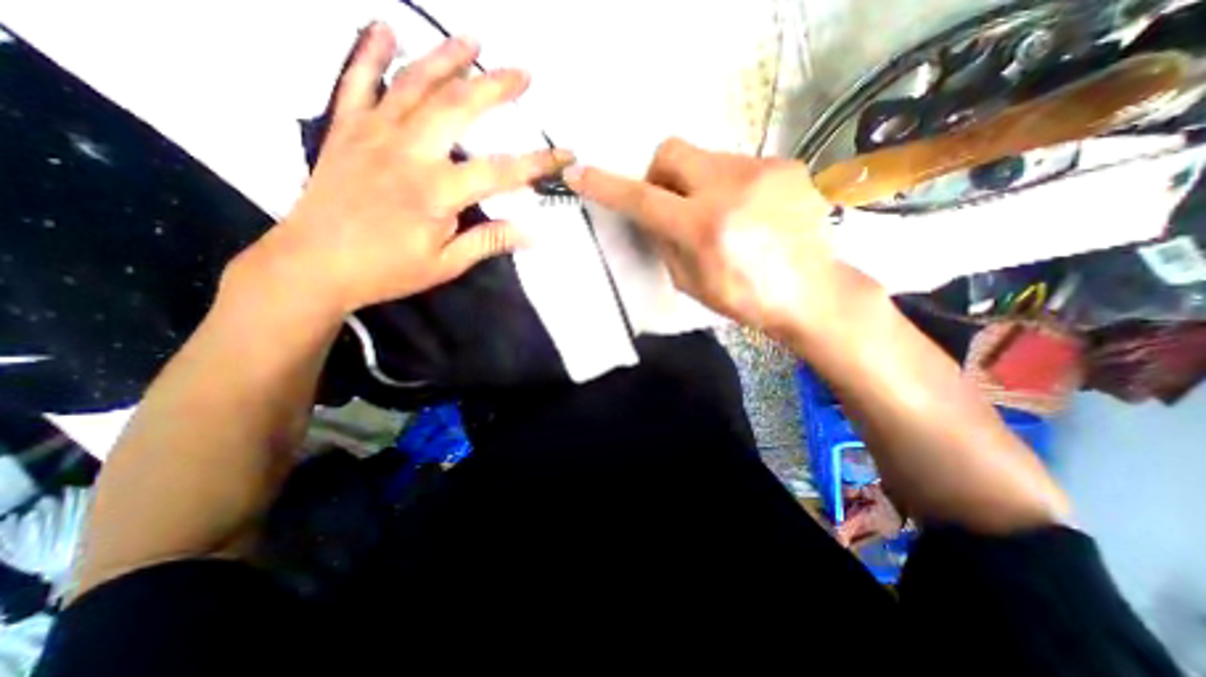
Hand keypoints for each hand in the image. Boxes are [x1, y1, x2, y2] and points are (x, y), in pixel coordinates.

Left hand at [238, 22, 573, 312]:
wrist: (313, 266)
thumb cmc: (386, 270)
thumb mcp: (445, 264)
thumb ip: (487, 242)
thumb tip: (531, 235)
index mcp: (436, 191)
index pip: (500, 171)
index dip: (537, 162)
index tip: (564, 154)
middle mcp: (407, 152)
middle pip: (458, 107)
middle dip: (495, 87)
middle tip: (522, 74)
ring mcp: (373, 135)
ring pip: (413, 84)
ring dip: (445, 58)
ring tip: (471, 39)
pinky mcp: (346, 131)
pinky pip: (357, 81)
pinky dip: (370, 51)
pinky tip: (385, 29)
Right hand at [561, 138, 882, 335]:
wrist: (812, 292)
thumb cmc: (745, 299)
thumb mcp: (691, 282)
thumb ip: (665, 243)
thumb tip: (652, 215)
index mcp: (703, 228)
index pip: (642, 199)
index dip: (607, 186)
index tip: (581, 173)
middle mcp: (730, 187)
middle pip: (671, 151)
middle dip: (658, 174)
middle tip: (669, 202)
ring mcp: (762, 170)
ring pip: (705, 158)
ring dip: (696, 182)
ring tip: (718, 215)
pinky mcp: (785, 165)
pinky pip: (737, 165)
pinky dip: (728, 185)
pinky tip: (747, 212)